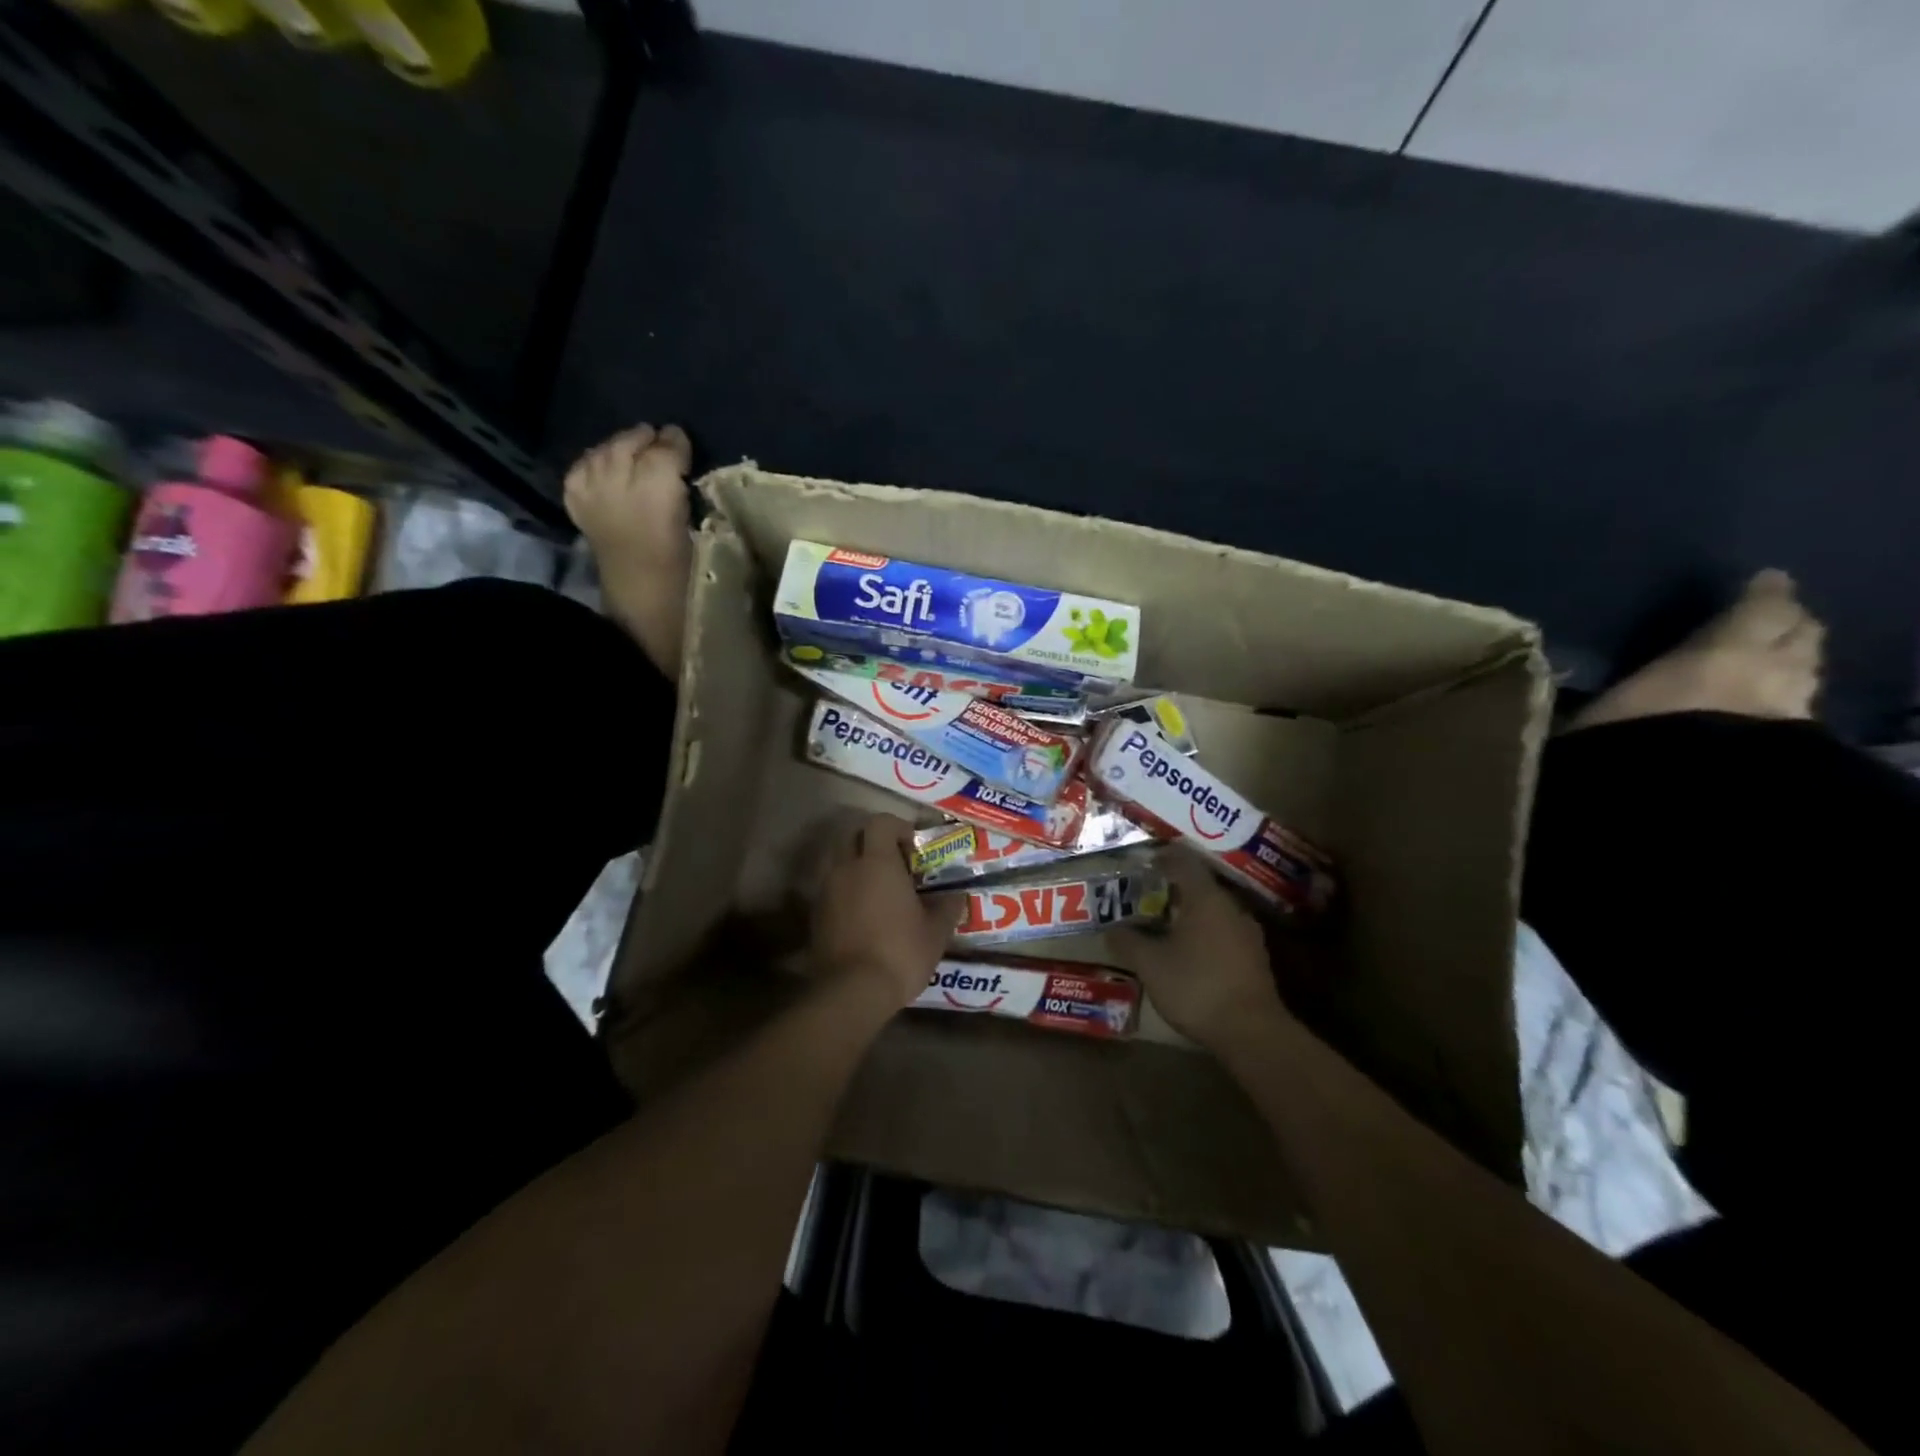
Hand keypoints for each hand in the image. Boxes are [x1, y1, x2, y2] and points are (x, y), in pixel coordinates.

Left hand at [809, 814, 960, 1007]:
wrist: (852, 991)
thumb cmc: (900, 953)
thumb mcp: (936, 932)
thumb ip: (947, 907)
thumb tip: (957, 895)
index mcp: (877, 862)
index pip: (880, 822)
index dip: (898, 827)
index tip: (914, 847)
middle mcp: (846, 867)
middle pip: (852, 835)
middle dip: (873, 842)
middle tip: (895, 864)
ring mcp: (826, 890)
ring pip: (838, 861)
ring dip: (857, 866)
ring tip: (879, 890)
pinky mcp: (816, 914)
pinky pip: (831, 888)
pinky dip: (846, 890)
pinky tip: (863, 914)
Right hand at [1115, 850, 1289, 1052]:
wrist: (1251, 1032)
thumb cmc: (1196, 986)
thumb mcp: (1150, 964)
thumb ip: (1128, 942)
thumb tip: (1111, 929)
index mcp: (1205, 898)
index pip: (1184, 862)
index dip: (1163, 858)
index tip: (1145, 863)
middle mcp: (1230, 907)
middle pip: (1200, 886)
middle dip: (1173, 889)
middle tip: (1147, 897)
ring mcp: (1247, 933)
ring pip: (1213, 911)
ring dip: (1190, 913)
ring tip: (1164, 925)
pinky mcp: (1255, 958)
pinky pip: (1224, 932)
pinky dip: (1204, 934)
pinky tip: (1189, 952)